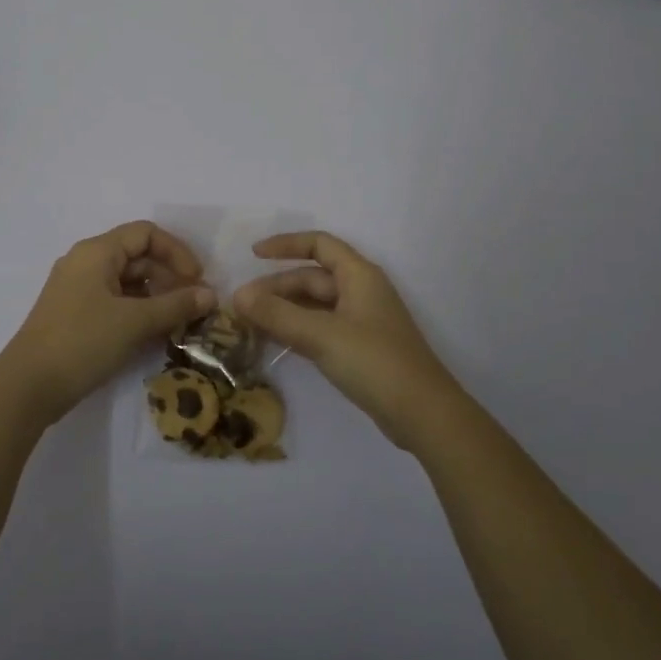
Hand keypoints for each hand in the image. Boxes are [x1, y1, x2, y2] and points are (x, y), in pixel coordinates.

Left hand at [0, 221, 215, 425]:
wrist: (28, 386)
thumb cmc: (83, 342)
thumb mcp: (135, 322)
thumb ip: (176, 305)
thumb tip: (210, 295)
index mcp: (97, 251)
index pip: (146, 233)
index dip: (176, 252)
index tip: (197, 280)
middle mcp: (85, 262)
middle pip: (137, 255)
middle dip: (169, 276)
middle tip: (192, 305)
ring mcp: (77, 289)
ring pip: (126, 281)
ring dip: (155, 296)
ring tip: (177, 322)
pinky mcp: (74, 314)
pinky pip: (114, 300)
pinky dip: (137, 310)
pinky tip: (153, 333)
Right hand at [233, 231, 460, 447]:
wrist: (423, 414)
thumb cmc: (374, 362)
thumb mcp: (321, 335)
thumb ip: (277, 314)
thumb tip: (237, 296)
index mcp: (359, 275)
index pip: (319, 244)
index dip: (286, 245)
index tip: (253, 255)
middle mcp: (361, 291)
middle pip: (312, 277)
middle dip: (276, 287)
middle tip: (241, 305)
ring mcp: (361, 321)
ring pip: (315, 305)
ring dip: (284, 310)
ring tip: (249, 322)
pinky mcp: (360, 349)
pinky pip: (321, 328)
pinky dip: (297, 329)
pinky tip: (275, 341)